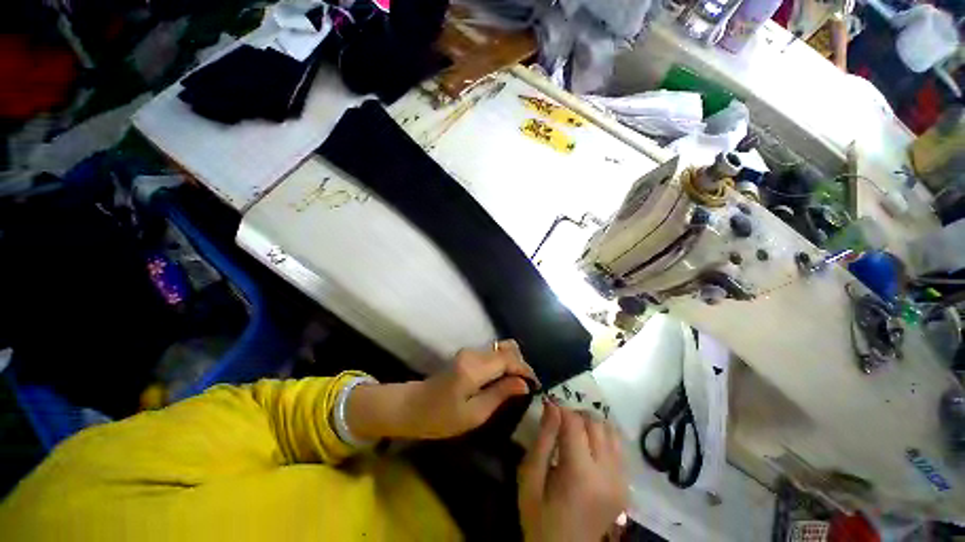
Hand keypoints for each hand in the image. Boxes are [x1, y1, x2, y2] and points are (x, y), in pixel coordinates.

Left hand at [346, 340, 538, 440]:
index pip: (508, 359)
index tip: (537, 384)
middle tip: (527, 385)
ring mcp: (469, 352)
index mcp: (474, 368)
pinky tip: (504, 379)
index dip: (525, 369)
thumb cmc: (441, 417)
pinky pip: (492, 354)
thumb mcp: (474, 414)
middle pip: (506, 349)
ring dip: (512, 363)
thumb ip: (500, 394)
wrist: (412, 407)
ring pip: (500, 349)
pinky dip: (503, 363)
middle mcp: (473, 353)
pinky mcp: (467, 355)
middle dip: (521, 364)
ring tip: (518, 384)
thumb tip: (524, 384)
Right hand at [518, 401, 626, 541]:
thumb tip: (552, 405)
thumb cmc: (540, 516)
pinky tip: (589, 445)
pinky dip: (603, 437)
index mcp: (581, 473)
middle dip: (576, 414)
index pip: (575, 422)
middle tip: (559, 421)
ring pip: (611, 431)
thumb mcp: (530, 478)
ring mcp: (621, 481)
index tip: (548, 405)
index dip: (560, 408)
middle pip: (596, 423)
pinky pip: (619, 447)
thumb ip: (543, 439)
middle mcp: (608, 474)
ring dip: (591, 424)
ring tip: (574, 432)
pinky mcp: (626, 486)